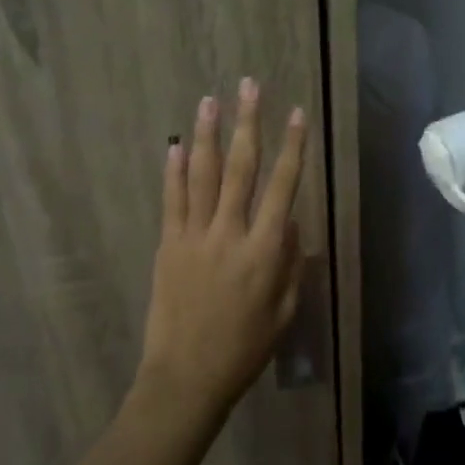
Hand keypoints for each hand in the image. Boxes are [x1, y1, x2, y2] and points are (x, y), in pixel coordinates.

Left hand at [137, 78, 308, 419]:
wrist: (186, 377)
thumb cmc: (244, 349)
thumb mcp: (284, 313)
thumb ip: (292, 265)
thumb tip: (292, 224)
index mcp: (265, 250)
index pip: (283, 186)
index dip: (292, 147)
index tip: (296, 114)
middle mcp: (230, 233)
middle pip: (241, 167)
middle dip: (248, 123)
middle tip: (249, 86)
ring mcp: (194, 236)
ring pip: (203, 175)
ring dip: (207, 134)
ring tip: (209, 100)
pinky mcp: (168, 245)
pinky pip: (172, 200)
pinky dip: (173, 170)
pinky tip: (175, 145)